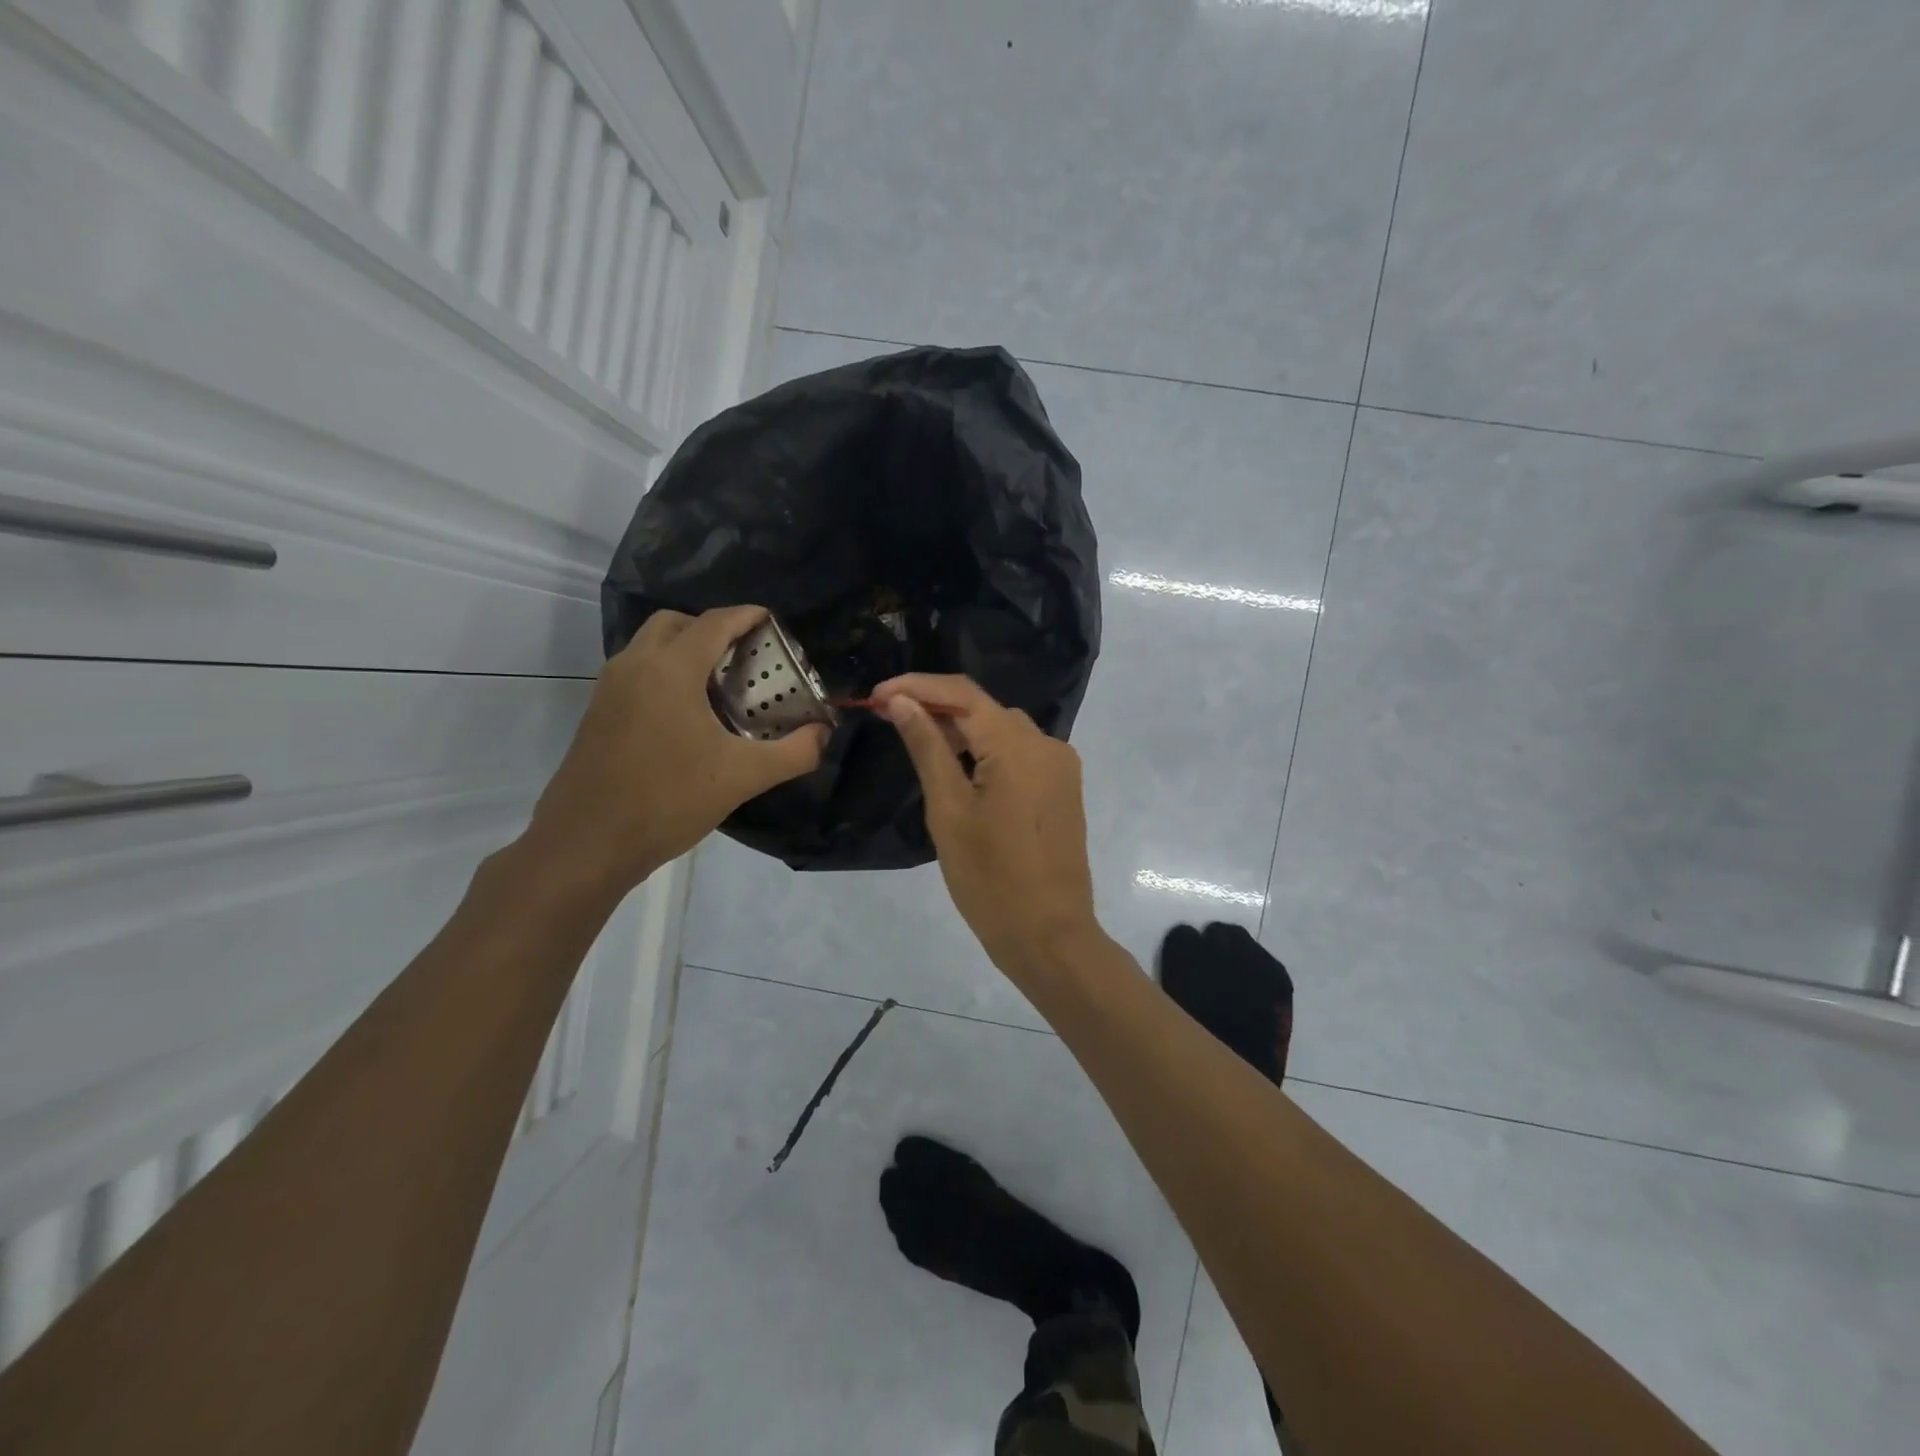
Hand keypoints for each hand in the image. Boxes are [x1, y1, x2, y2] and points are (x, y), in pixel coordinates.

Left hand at [527, 606, 827, 892]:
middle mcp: (634, 666)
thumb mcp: (743, 777)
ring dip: (684, 650)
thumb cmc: (668, 800)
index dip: (746, 616)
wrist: (587, 843)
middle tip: (743, 655)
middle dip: (710, 628)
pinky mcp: (597, 713)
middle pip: (674, 623)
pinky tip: (687, 715)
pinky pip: (636, 672)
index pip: (713, 622)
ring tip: (719, 685)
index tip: (771, 621)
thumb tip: (824, 734)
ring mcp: (609, 689)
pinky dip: (664, 673)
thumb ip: (794, 752)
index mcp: (670, 670)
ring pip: (649, 646)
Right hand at [873, 674, 1098, 976]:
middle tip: (889, 717)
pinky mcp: (1062, 787)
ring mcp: (1060, 766)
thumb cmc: (990, 879)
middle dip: (935, 707)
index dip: (917, 686)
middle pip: (984, 709)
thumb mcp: (949, 810)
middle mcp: (1046, 744)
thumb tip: (903, 702)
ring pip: (1002, 730)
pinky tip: (959, 767)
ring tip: (917, 741)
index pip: (963, 693)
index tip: (877, 696)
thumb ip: (928, 748)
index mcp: (1018, 746)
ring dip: (961, 730)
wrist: (1049, 935)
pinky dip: (986, 752)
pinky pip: (1019, 754)